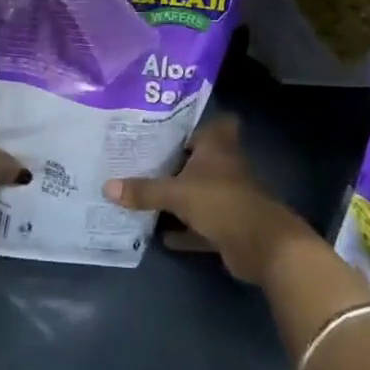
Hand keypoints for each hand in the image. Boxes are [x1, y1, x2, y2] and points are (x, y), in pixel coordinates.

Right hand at [102, 115, 317, 285]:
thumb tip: (107, 186)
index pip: (211, 122)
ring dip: (176, 196)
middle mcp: (223, 166)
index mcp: (217, 146)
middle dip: (173, 160)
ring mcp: (226, 196)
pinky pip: (198, 224)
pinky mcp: (226, 225)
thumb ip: (144, 190)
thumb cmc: (221, 202)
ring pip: (196, 190)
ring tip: (141, 193)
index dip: (193, 122)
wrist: (262, 246)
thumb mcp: (177, 193)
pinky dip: (182, 229)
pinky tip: (158, 234)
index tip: (166, 123)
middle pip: (197, 157)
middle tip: (140, 157)